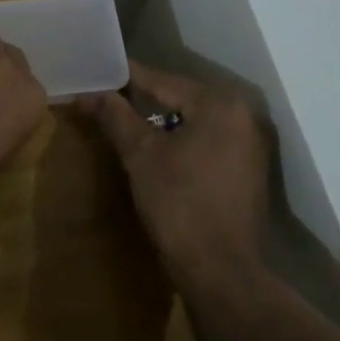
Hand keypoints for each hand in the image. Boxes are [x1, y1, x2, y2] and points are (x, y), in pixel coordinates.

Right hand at [79, 62, 268, 292]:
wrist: (221, 270)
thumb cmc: (178, 204)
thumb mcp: (141, 155)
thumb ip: (116, 117)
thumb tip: (89, 94)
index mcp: (219, 105)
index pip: (164, 81)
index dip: (128, 77)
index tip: (100, 70)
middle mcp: (242, 116)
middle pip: (182, 98)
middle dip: (146, 98)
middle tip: (109, 95)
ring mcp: (250, 145)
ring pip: (196, 120)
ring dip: (164, 120)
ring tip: (127, 119)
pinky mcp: (249, 170)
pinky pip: (209, 140)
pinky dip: (184, 139)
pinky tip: (159, 148)